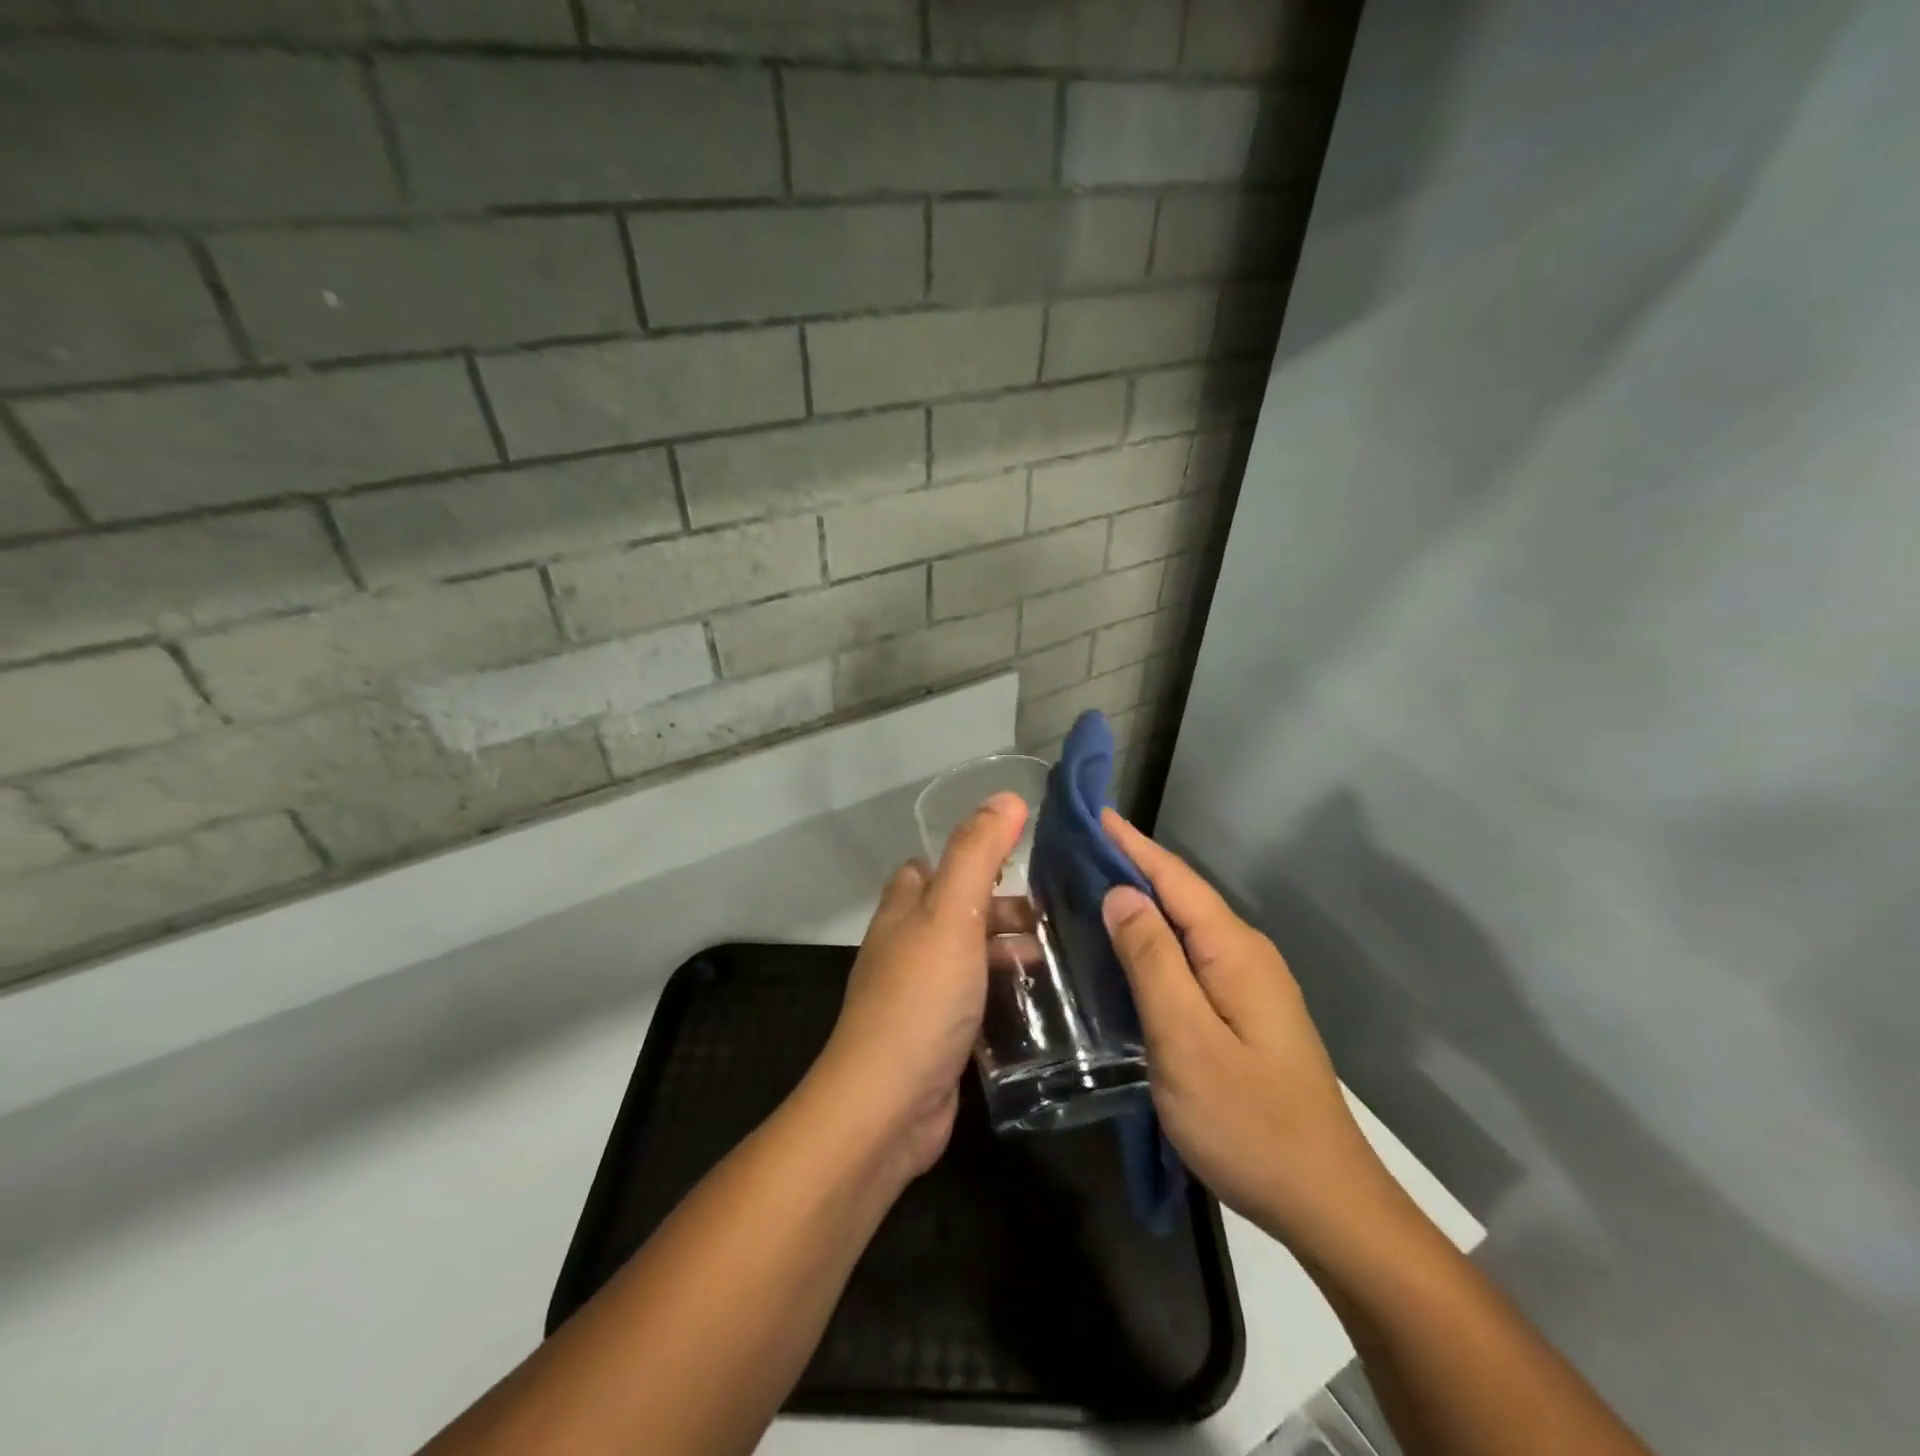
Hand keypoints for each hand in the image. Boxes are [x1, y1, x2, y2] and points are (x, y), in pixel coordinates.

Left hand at [814, 792, 1027, 1180]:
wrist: (887, 1107)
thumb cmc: (920, 998)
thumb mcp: (950, 914)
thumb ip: (976, 853)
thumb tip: (1007, 797)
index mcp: (903, 911)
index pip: (928, 868)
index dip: (968, 857)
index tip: (1020, 857)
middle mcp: (907, 947)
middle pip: (956, 912)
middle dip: (1002, 907)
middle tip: (1057, 913)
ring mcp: (922, 994)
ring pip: (970, 957)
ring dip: (1009, 952)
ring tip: (1064, 955)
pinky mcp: (940, 1036)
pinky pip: (977, 1000)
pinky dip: (1007, 995)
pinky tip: (1045, 1003)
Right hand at [1099, 810, 1394, 1247]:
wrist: (1324, 1201)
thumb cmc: (1247, 1120)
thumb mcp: (1185, 1039)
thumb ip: (1153, 961)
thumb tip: (1122, 893)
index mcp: (1234, 952)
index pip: (1175, 879)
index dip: (1132, 844)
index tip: (1093, 813)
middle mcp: (1246, 956)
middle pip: (1182, 896)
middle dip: (1132, 866)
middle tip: (1076, 852)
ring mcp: (1250, 986)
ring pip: (1186, 928)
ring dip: (1142, 903)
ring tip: (1089, 890)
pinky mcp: (1245, 1013)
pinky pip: (1191, 958)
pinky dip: (1155, 941)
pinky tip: (1127, 951)